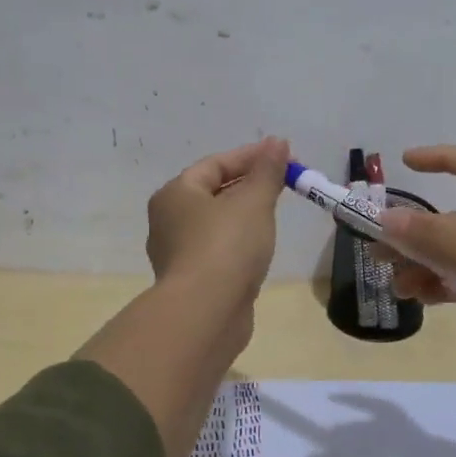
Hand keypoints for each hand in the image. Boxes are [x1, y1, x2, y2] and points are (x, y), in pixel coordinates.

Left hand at [145, 136, 290, 303]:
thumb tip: (278, 142)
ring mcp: (178, 253)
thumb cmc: (226, 246)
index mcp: (175, 193)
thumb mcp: (253, 202)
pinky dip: (240, 242)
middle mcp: (169, 220)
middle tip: (285, 183)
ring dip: (245, 214)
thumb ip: (267, 171)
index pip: (215, 164)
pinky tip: (260, 247)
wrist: (206, 313)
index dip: (252, 156)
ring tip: (276, 212)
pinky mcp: (193, 281)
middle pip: (214, 191)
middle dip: (250, 184)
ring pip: (216, 223)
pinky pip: (219, 250)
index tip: (286, 156)